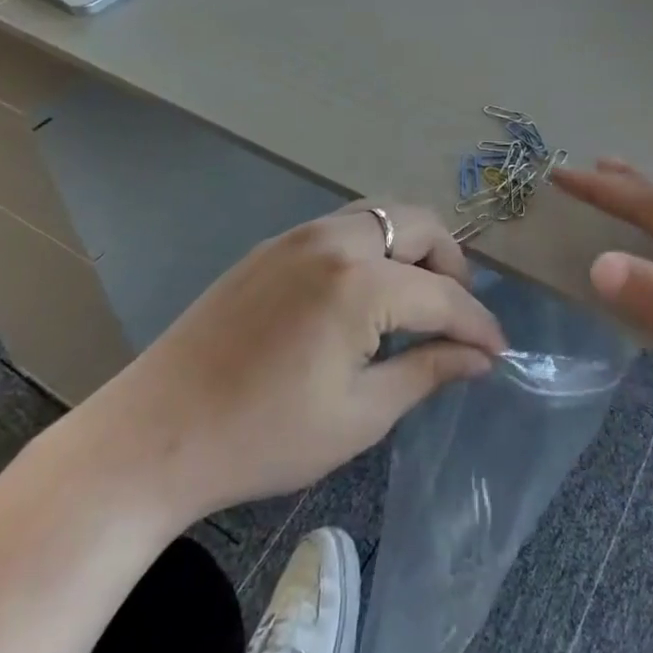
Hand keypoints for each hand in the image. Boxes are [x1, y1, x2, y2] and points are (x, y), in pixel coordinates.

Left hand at [64, 203, 506, 527]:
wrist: (154, 434)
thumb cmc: (263, 437)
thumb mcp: (358, 415)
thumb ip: (427, 372)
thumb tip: (479, 357)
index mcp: (359, 283)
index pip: (442, 294)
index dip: (477, 324)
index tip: (498, 351)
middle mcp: (335, 239)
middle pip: (420, 225)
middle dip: (451, 266)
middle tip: (455, 316)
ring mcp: (300, 234)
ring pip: (382, 215)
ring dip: (412, 248)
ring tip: (416, 300)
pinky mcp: (274, 244)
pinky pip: (345, 226)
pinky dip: (375, 247)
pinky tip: (365, 294)